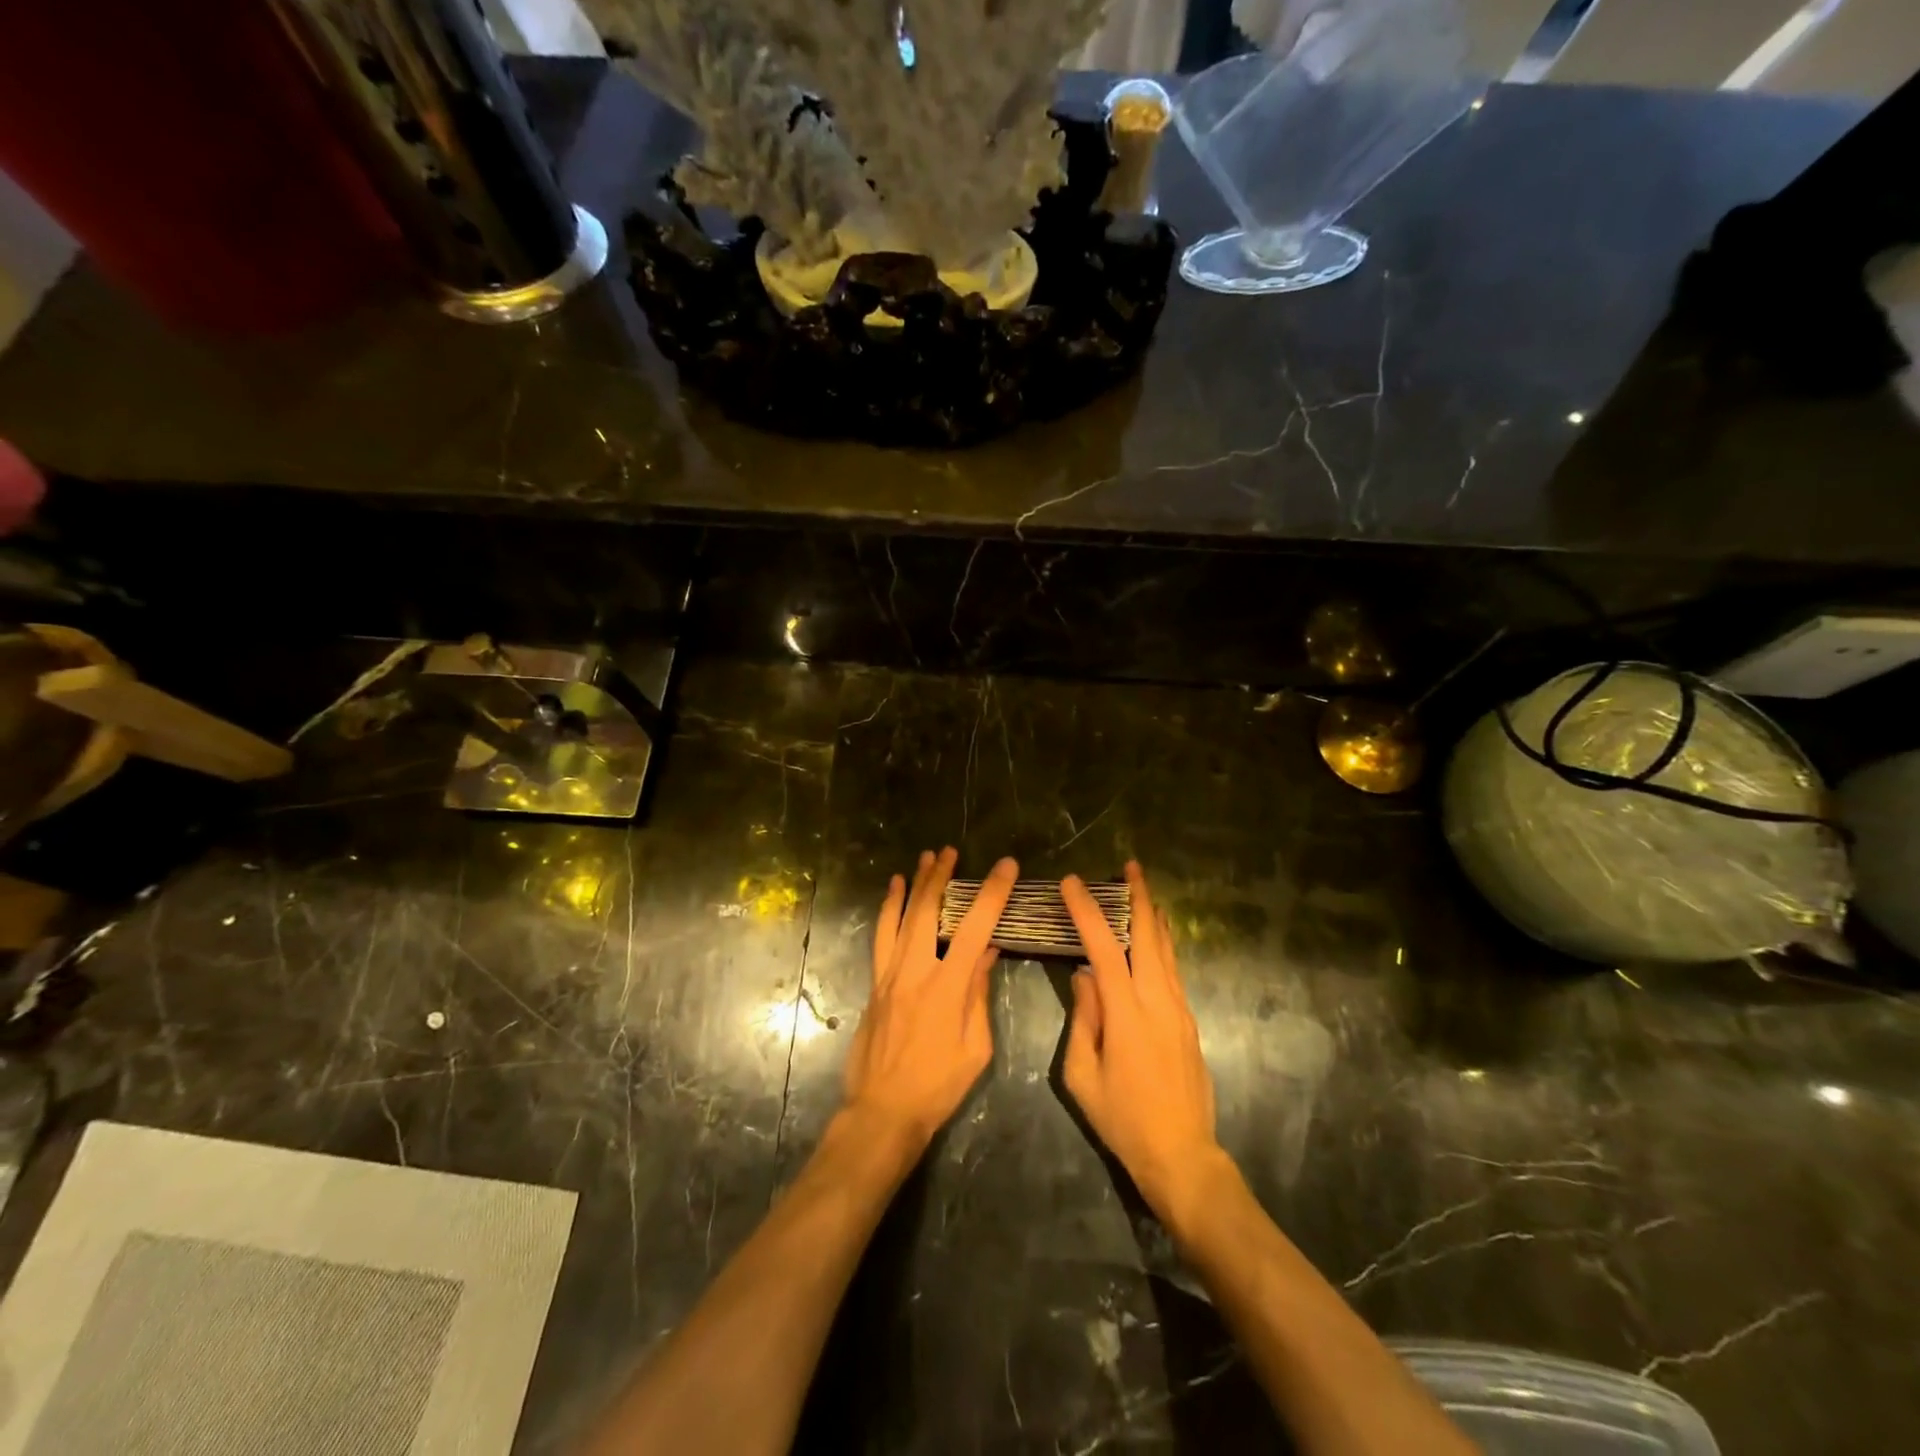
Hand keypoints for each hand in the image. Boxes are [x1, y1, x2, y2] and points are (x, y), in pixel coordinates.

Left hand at [843, 848, 1016, 1152]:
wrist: (882, 1110)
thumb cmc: (938, 1086)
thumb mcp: (975, 1048)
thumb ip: (978, 994)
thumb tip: (987, 951)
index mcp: (947, 988)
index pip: (975, 928)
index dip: (992, 893)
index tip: (1006, 866)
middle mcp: (914, 971)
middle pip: (928, 911)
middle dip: (940, 877)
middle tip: (950, 851)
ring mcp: (889, 975)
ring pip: (899, 917)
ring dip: (913, 885)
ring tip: (923, 858)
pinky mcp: (875, 983)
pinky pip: (881, 937)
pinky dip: (887, 910)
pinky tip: (892, 893)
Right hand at [1062, 862, 1226, 1227]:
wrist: (1182, 1155)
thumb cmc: (1123, 1119)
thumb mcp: (1083, 1075)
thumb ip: (1083, 1020)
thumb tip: (1084, 977)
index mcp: (1127, 1014)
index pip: (1103, 949)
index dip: (1087, 912)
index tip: (1072, 883)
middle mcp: (1158, 1001)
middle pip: (1149, 937)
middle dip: (1139, 897)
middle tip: (1129, 866)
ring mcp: (1179, 1010)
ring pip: (1166, 950)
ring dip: (1153, 916)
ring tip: (1142, 889)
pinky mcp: (1189, 1021)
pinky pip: (1173, 970)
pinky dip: (1162, 943)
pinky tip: (1156, 936)